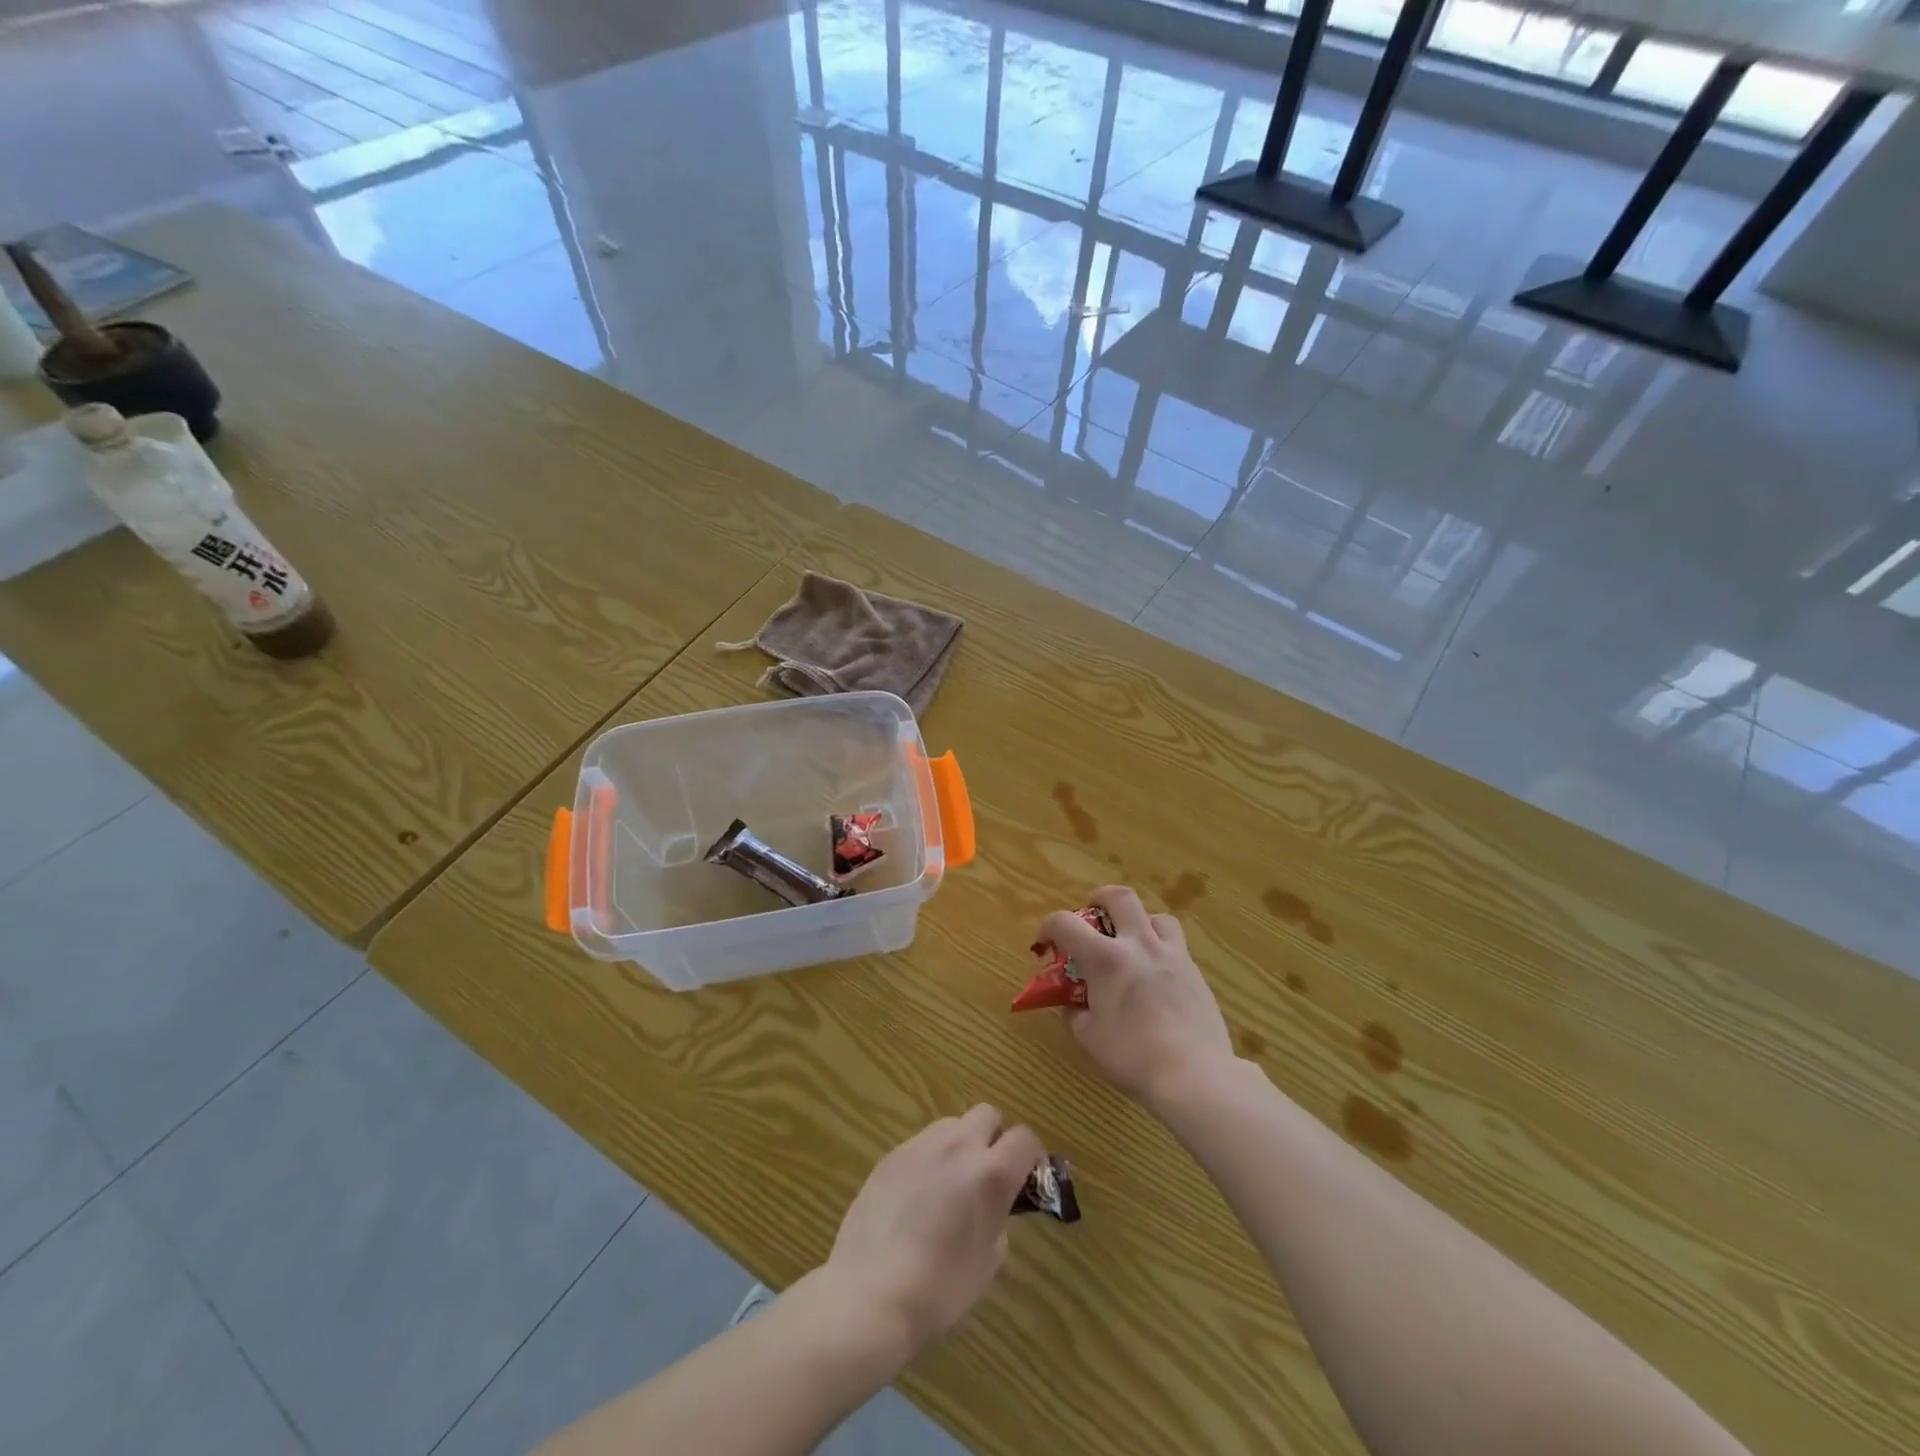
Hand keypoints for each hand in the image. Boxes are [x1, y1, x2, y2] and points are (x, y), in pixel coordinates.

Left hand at [822, 1106, 1043, 1362]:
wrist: (870, 1294)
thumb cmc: (940, 1290)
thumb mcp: (988, 1262)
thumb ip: (998, 1219)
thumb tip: (992, 1206)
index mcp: (991, 1173)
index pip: (1024, 1138)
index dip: (1030, 1156)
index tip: (1026, 1179)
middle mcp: (959, 1146)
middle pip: (988, 1115)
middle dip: (994, 1138)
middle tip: (987, 1176)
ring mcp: (921, 1145)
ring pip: (952, 1125)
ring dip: (960, 1145)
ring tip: (949, 1185)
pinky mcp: (892, 1154)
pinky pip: (922, 1144)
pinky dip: (930, 1160)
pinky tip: (916, 1198)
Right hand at [1040, 885, 1233, 1108]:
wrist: (1194, 1074)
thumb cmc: (1133, 1056)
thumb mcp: (1089, 1038)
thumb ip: (1075, 1014)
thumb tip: (1071, 1005)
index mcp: (1105, 958)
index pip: (1065, 924)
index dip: (1048, 927)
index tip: (1044, 942)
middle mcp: (1139, 945)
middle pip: (1120, 897)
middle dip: (1100, 898)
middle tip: (1093, 914)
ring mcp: (1172, 955)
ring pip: (1156, 917)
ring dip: (1139, 922)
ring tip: (1132, 943)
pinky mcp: (1196, 973)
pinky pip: (1176, 946)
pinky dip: (1160, 950)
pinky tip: (1156, 977)